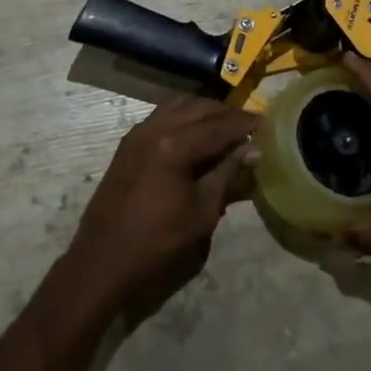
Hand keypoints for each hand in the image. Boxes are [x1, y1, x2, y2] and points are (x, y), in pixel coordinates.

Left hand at [65, 97, 260, 303]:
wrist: (103, 261)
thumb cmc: (157, 243)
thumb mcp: (202, 212)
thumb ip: (227, 175)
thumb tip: (254, 151)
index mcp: (173, 145)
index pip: (218, 126)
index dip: (244, 125)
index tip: (267, 123)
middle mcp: (153, 129)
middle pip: (197, 109)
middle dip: (225, 114)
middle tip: (250, 125)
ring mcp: (137, 135)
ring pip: (177, 108)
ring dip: (203, 113)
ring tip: (226, 128)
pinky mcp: (128, 146)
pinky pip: (161, 118)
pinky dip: (183, 119)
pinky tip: (197, 136)